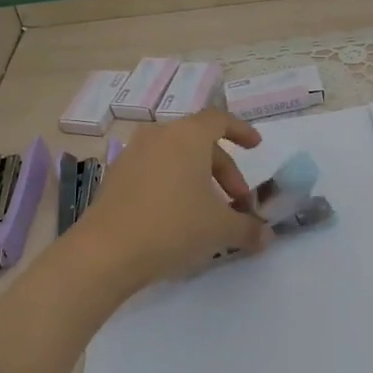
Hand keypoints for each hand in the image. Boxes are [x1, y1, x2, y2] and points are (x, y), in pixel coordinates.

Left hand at [71, 110, 270, 290]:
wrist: (106, 252)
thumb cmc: (173, 227)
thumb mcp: (220, 229)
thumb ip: (248, 229)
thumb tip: (266, 237)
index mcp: (187, 136)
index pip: (219, 120)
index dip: (241, 131)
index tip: (255, 147)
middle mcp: (159, 136)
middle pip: (199, 142)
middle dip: (224, 171)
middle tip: (237, 203)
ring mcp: (132, 155)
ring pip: (175, 158)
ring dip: (197, 179)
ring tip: (208, 212)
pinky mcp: (115, 177)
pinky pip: (154, 171)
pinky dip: (173, 185)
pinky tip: (177, 217)